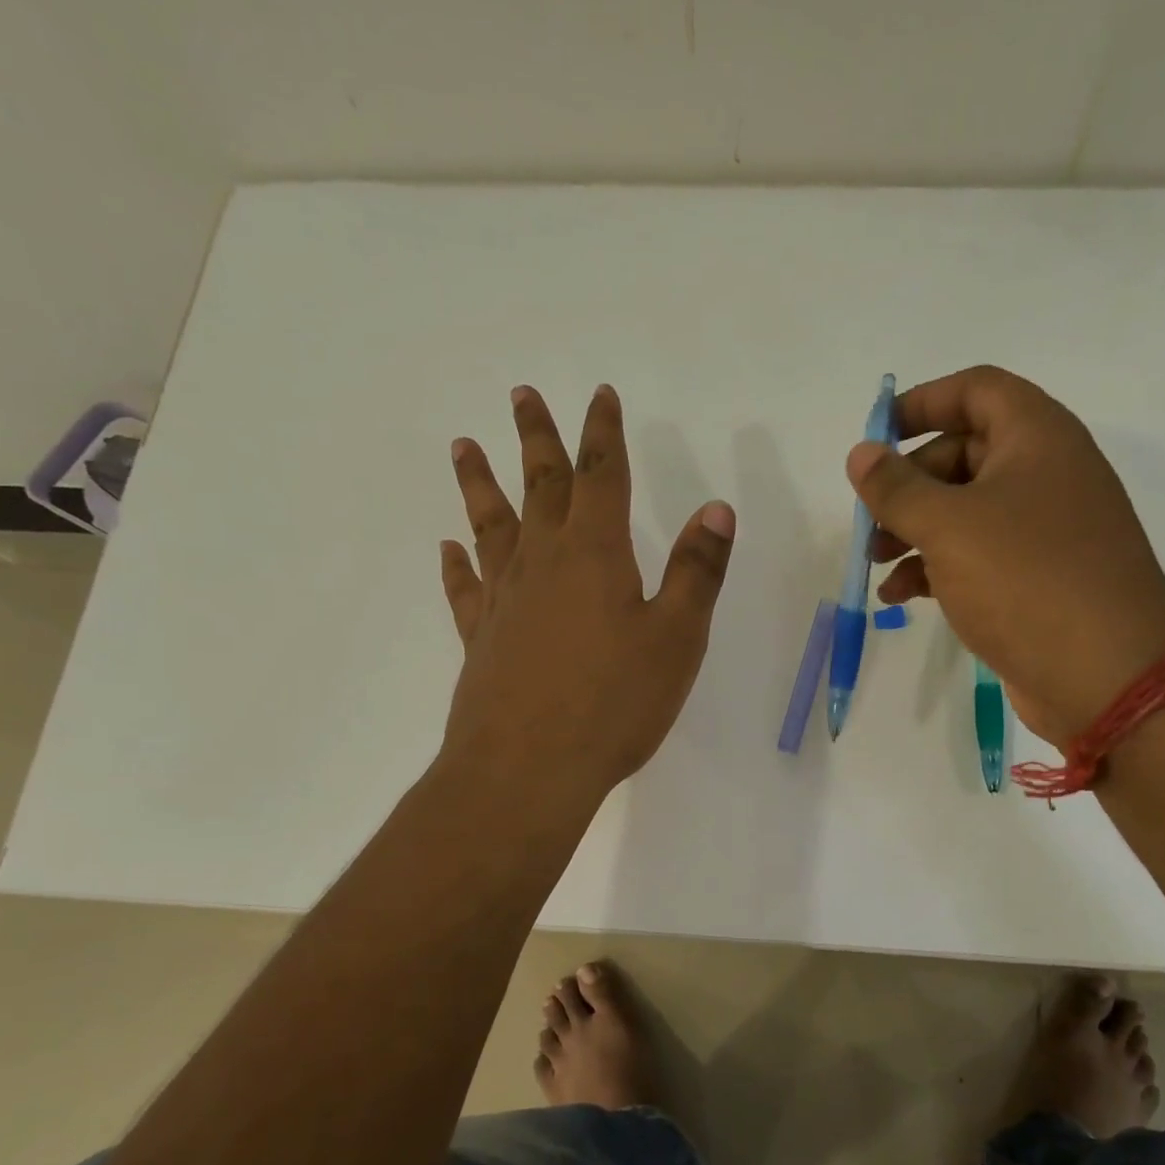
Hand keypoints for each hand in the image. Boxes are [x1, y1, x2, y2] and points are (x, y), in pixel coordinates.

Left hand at [438, 384, 735, 808]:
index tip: (598, 395)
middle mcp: (542, 563)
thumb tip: (716, 508)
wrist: (528, 769)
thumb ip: (695, 572)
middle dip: (535, 438)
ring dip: (480, 484)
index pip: (601, 477)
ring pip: (491, 526)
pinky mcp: (481, 639)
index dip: (602, 433)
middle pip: (539, 486)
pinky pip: (466, 589)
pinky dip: (457, 564)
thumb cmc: (614, 703)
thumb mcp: (676, 638)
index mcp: (595, 555)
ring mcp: (504, 601)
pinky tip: (449, 548)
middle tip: (521, 394)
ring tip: (464, 446)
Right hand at [848, 365, 1164, 747]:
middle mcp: (1045, 473)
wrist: (1106, 675)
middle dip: (907, 485)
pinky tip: (900, 596)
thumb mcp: (948, 527)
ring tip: (874, 564)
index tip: (875, 436)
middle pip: (962, 454)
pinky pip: (976, 556)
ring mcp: (1043, 529)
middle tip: (867, 519)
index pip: (975, 390)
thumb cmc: (1025, 580)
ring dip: (913, 531)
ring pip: (964, 511)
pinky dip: (935, 568)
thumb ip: (896, 488)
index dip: (922, 403)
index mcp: (1037, 438)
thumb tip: (860, 454)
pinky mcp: (1036, 578)